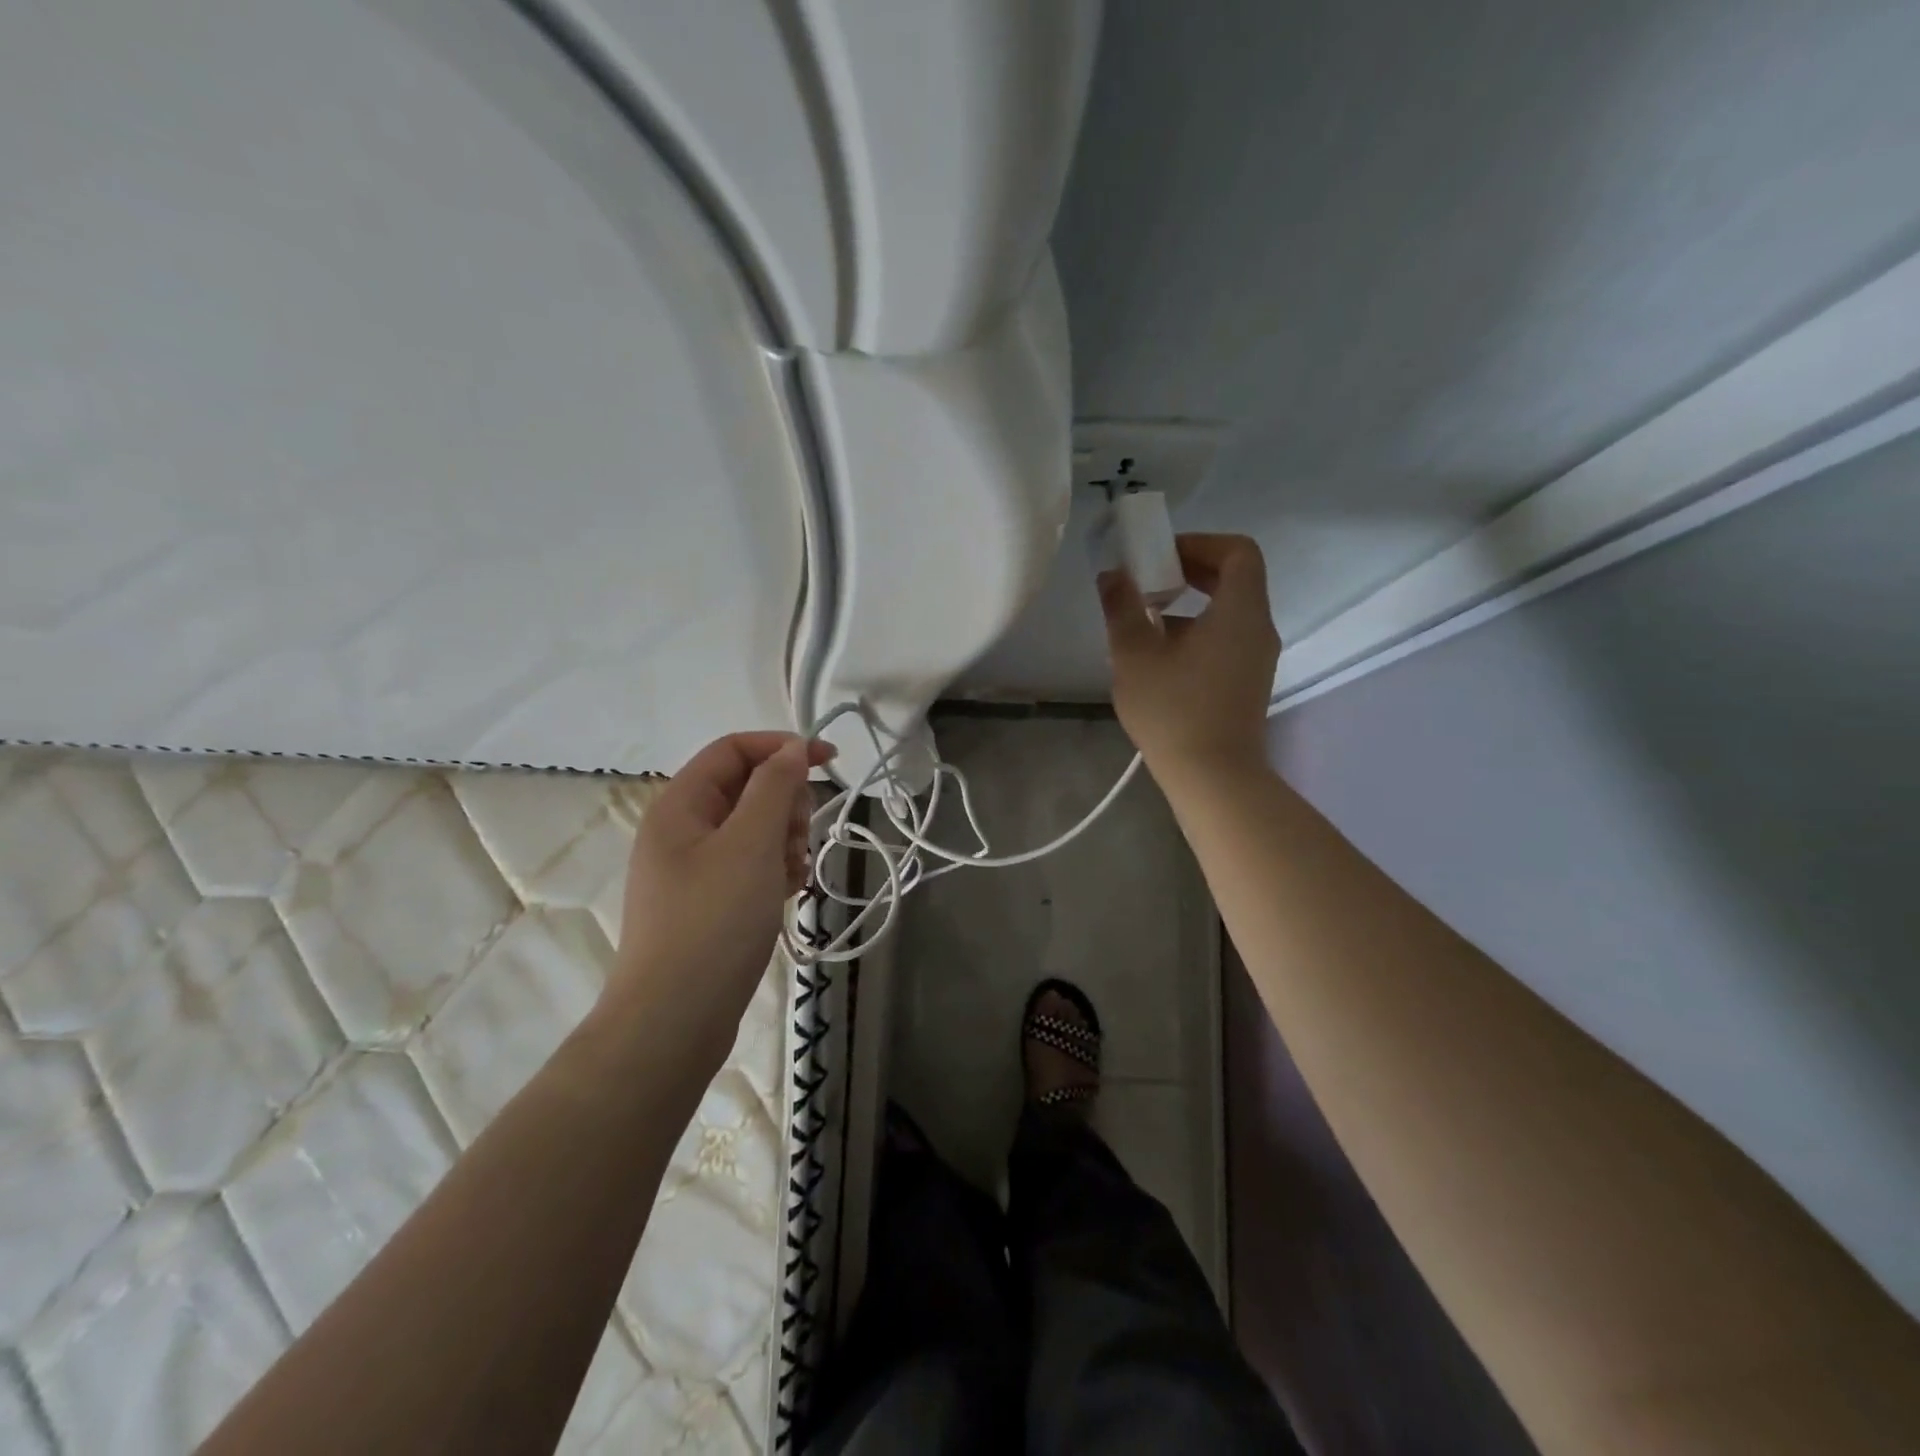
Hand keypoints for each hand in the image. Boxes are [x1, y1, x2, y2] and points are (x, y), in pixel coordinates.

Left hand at [608, 732, 833, 1049]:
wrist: (674, 1021)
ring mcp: (693, 869)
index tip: (830, 762)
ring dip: (784, 840)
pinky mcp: (707, 902)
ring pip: (753, 829)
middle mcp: (681, 830)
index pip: (733, 750)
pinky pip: (749, 865)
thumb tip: (791, 750)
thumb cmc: (713, 922)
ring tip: (791, 874)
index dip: (781, 747)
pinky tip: (786, 893)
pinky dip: (773, 870)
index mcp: (679, 805)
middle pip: (746, 788)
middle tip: (798, 837)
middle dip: (784, 803)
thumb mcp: (750, 844)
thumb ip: (774, 788)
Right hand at [1101, 533, 1280, 779]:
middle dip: (1189, 572)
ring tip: (1144, 622)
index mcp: (1240, 612)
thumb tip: (1113, 576)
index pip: (1238, 551)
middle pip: (1234, 579)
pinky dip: (1197, 631)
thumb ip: (1122, 608)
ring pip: (1227, 612)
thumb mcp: (1135, 655)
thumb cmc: (1173, 710)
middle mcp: (1258, 628)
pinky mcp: (1248, 683)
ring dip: (1188, 605)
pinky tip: (1159, 658)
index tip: (1160, 557)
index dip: (1199, 543)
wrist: (1212, 778)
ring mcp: (1257, 658)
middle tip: (1147, 581)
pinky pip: (1226, 639)